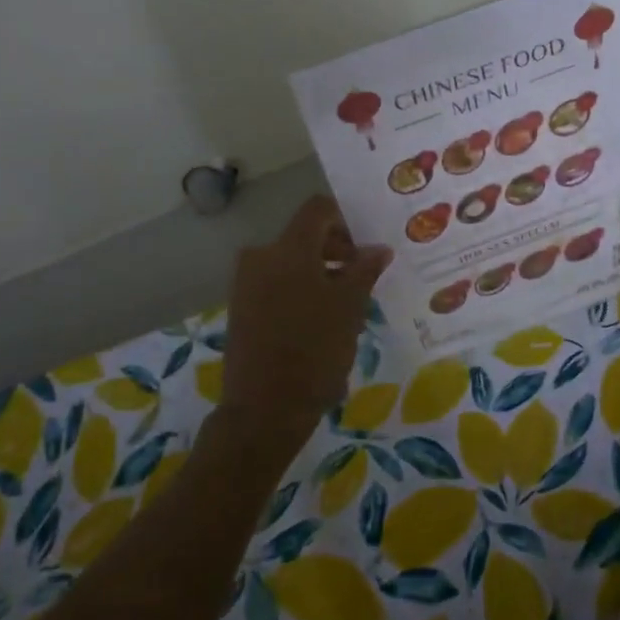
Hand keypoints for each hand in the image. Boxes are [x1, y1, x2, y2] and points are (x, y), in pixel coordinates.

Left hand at [222, 196, 391, 440]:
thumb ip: (365, 270)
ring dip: (320, 274)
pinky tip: (319, 322)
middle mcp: (260, 256)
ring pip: (291, 263)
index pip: (319, 210)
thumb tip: (378, 248)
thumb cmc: (315, 352)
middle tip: (362, 280)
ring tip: (344, 307)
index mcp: (287, 249)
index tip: (366, 251)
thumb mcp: (350, 308)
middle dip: (336, 252)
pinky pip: (276, 284)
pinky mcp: (240, 308)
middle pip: (304, 236)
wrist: (264, 408)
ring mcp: (245, 283)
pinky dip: (300, 291)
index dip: (346, 222)